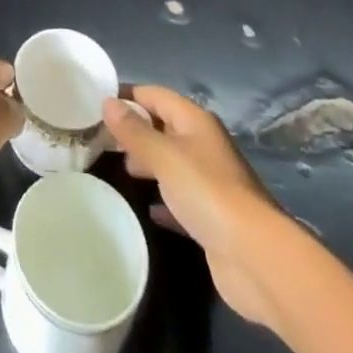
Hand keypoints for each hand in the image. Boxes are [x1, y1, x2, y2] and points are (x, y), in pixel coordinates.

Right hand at [102, 85, 285, 330]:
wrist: (254, 257)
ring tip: (121, 169)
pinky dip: (164, 199)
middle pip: (164, 127)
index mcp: (195, 121)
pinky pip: (181, 199)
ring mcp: (210, 182)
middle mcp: (203, 145)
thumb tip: (107, 102)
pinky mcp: (212, 217)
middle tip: (103, 138)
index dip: (129, 95)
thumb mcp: (164, 156)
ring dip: (149, 163)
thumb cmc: (206, 192)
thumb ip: (134, 131)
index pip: (156, 95)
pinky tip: (149, 209)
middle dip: (136, 130)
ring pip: (172, 162)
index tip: (98, 101)